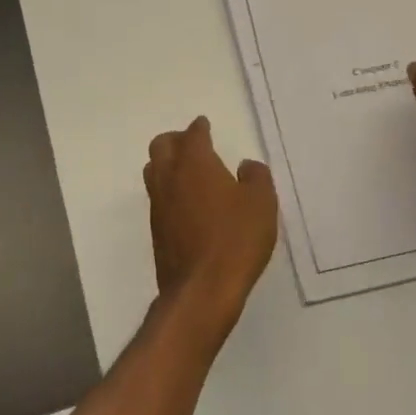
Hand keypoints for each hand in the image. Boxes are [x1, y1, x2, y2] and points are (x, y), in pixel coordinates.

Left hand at [143, 116, 277, 343]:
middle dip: (176, 139)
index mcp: (195, 164)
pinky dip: (169, 190)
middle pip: (161, 146)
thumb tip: (246, 166)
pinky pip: (158, 198)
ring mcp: (158, 205)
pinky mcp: (156, 230)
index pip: (193, 135)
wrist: (202, 290)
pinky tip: (186, 203)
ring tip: (187, 171)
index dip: (199, 128)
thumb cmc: (235, 239)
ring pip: (154, 171)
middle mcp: (170, 178)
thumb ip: (256, 177)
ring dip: (167, 164)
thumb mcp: (261, 203)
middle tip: (193, 144)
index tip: (204, 124)